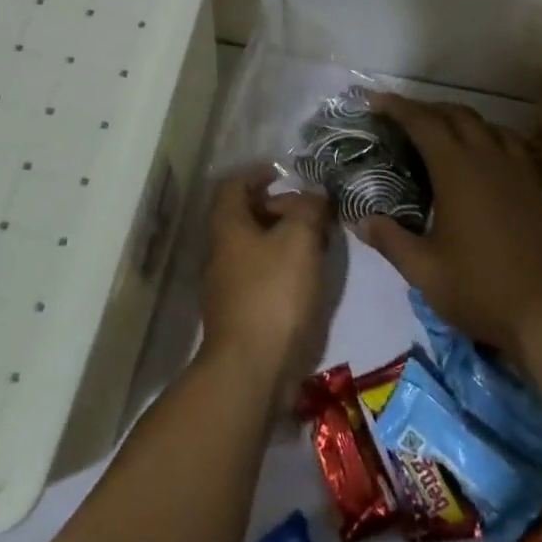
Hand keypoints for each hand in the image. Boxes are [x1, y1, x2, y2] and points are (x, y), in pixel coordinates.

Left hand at [198, 169, 333, 403]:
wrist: (251, 369)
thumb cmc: (273, 293)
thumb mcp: (298, 240)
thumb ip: (308, 210)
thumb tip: (314, 194)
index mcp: (227, 226)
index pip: (234, 185)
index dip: (256, 173)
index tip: (282, 172)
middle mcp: (221, 251)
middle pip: (246, 216)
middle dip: (279, 207)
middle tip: (313, 211)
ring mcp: (228, 285)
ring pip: (257, 247)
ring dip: (285, 238)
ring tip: (319, 241)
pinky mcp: (242, 312)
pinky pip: (263, 275)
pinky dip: (285, 266)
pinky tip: (310, 276)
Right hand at [360, 94, 541, 358]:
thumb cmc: (482, 289)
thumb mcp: (424, 270)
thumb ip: (390, 240)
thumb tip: (360, 220)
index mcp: (457, 170)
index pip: (424, 123)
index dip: (397, 107)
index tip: (375, 100)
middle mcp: (488, 159)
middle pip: (457, 115)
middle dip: (427, 108)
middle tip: (401, 117)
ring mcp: (517, 172)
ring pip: (486, 125)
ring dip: (459, 119)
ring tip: (440, 131)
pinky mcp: (535, 189)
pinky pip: (509, 144)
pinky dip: (487, 136)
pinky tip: (481, 157)